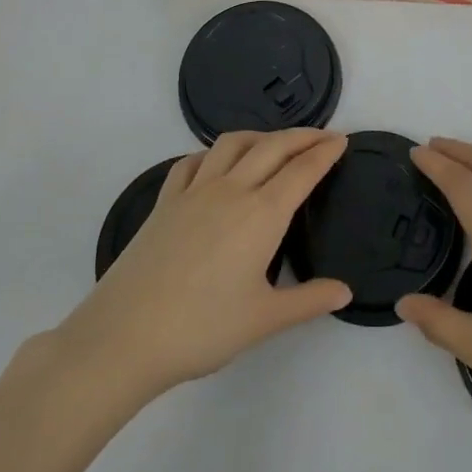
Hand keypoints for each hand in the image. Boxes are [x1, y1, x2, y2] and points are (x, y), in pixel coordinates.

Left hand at [51, 129, 350, 405]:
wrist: (126, 335)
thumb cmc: (202, 329)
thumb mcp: (264, 320)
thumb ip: (308, 301)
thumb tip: (345, 292)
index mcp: (261, 214)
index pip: (302, 171)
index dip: (325, 152)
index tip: (342, 140)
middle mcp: (231, 190)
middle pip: (273, 147)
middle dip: (302, 136)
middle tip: (323, 135)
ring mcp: (194, 191)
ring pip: (232, 143)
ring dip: (260, 135)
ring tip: (275, 143)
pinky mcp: (165, 200)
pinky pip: (194, 161)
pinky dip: (214, 153)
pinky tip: (218, 164)